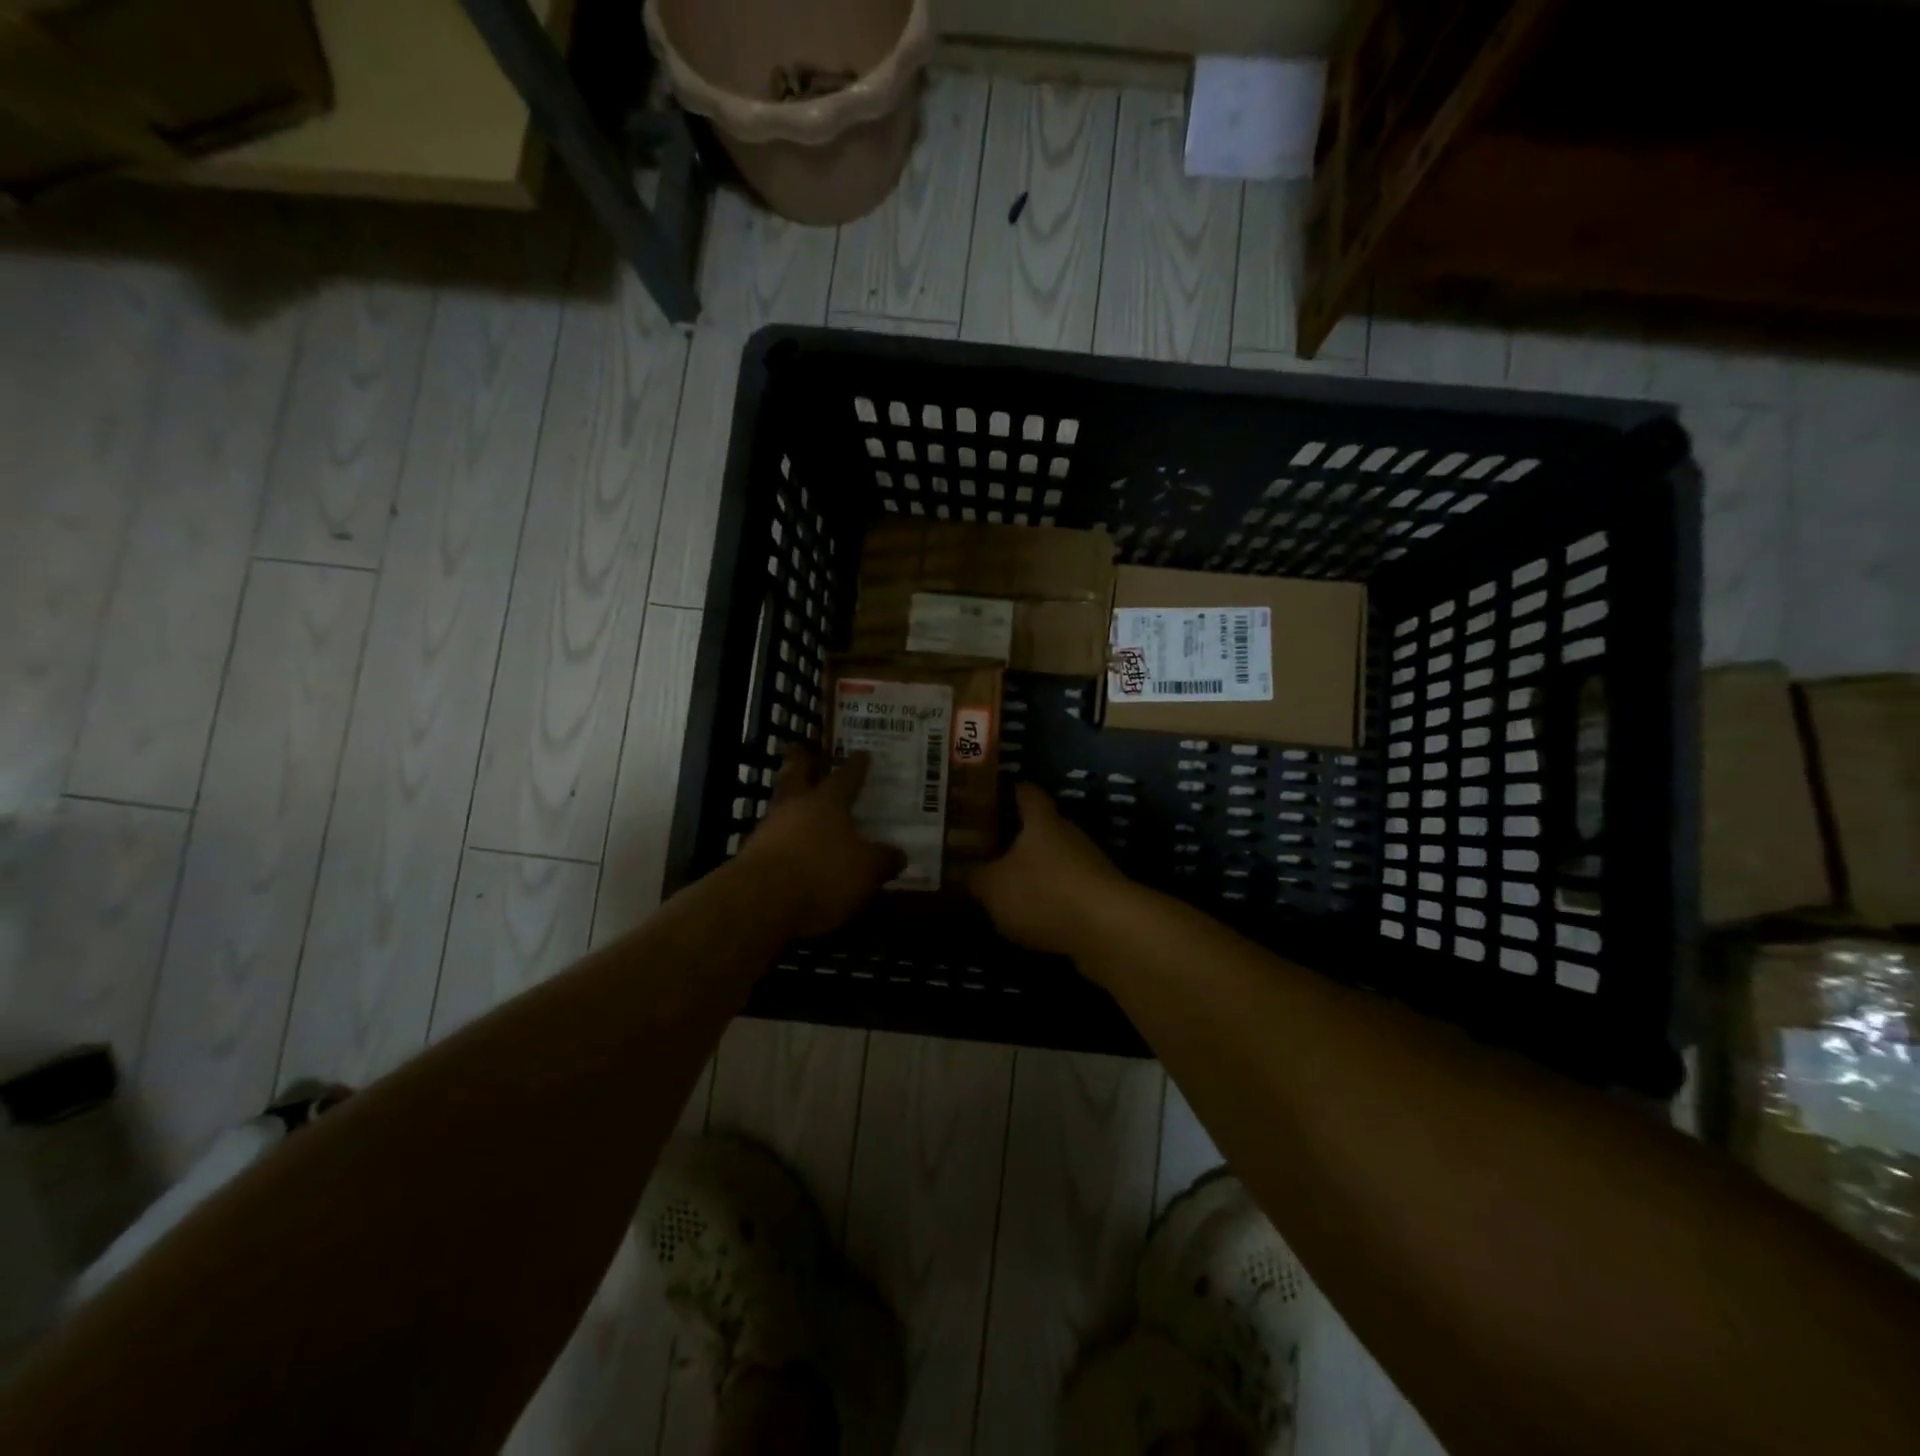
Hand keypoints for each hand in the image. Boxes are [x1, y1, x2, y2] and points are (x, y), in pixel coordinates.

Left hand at [734, 744, 905, 937]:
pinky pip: (771, 839)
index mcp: (828, 802)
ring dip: (789, 802)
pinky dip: (781, 839)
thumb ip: (883, 859)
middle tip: (801, 748)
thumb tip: (898, 855)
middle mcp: (795, 807)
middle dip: (801, 762)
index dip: (856, 766)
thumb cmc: (823, 874)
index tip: (862, 753)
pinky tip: (788, 848)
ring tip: (798, 805)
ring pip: (780, 806)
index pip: (846, 777)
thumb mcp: (867, 870)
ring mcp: (768, 830)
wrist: (761, 903)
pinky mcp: (749, 856)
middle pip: (797, 776)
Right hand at [969, 783, 1131, 957]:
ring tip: (1001, 884)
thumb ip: (972, 876)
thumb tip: (958, 869)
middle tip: (982, 845)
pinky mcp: (1098, 896)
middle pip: (1040, 827)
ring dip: (1031, 869)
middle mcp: (1068, 835)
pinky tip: (1028, 915)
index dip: (1007, 790)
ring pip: (1053, 859)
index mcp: (1042, 821)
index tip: (985, 794)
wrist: (1109, 931)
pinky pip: (1065, 889)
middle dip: (1014, 835)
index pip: (1025, 792)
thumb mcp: (993, 887)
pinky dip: (1047, 897)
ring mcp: (1088, 865)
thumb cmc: (1044, 893)